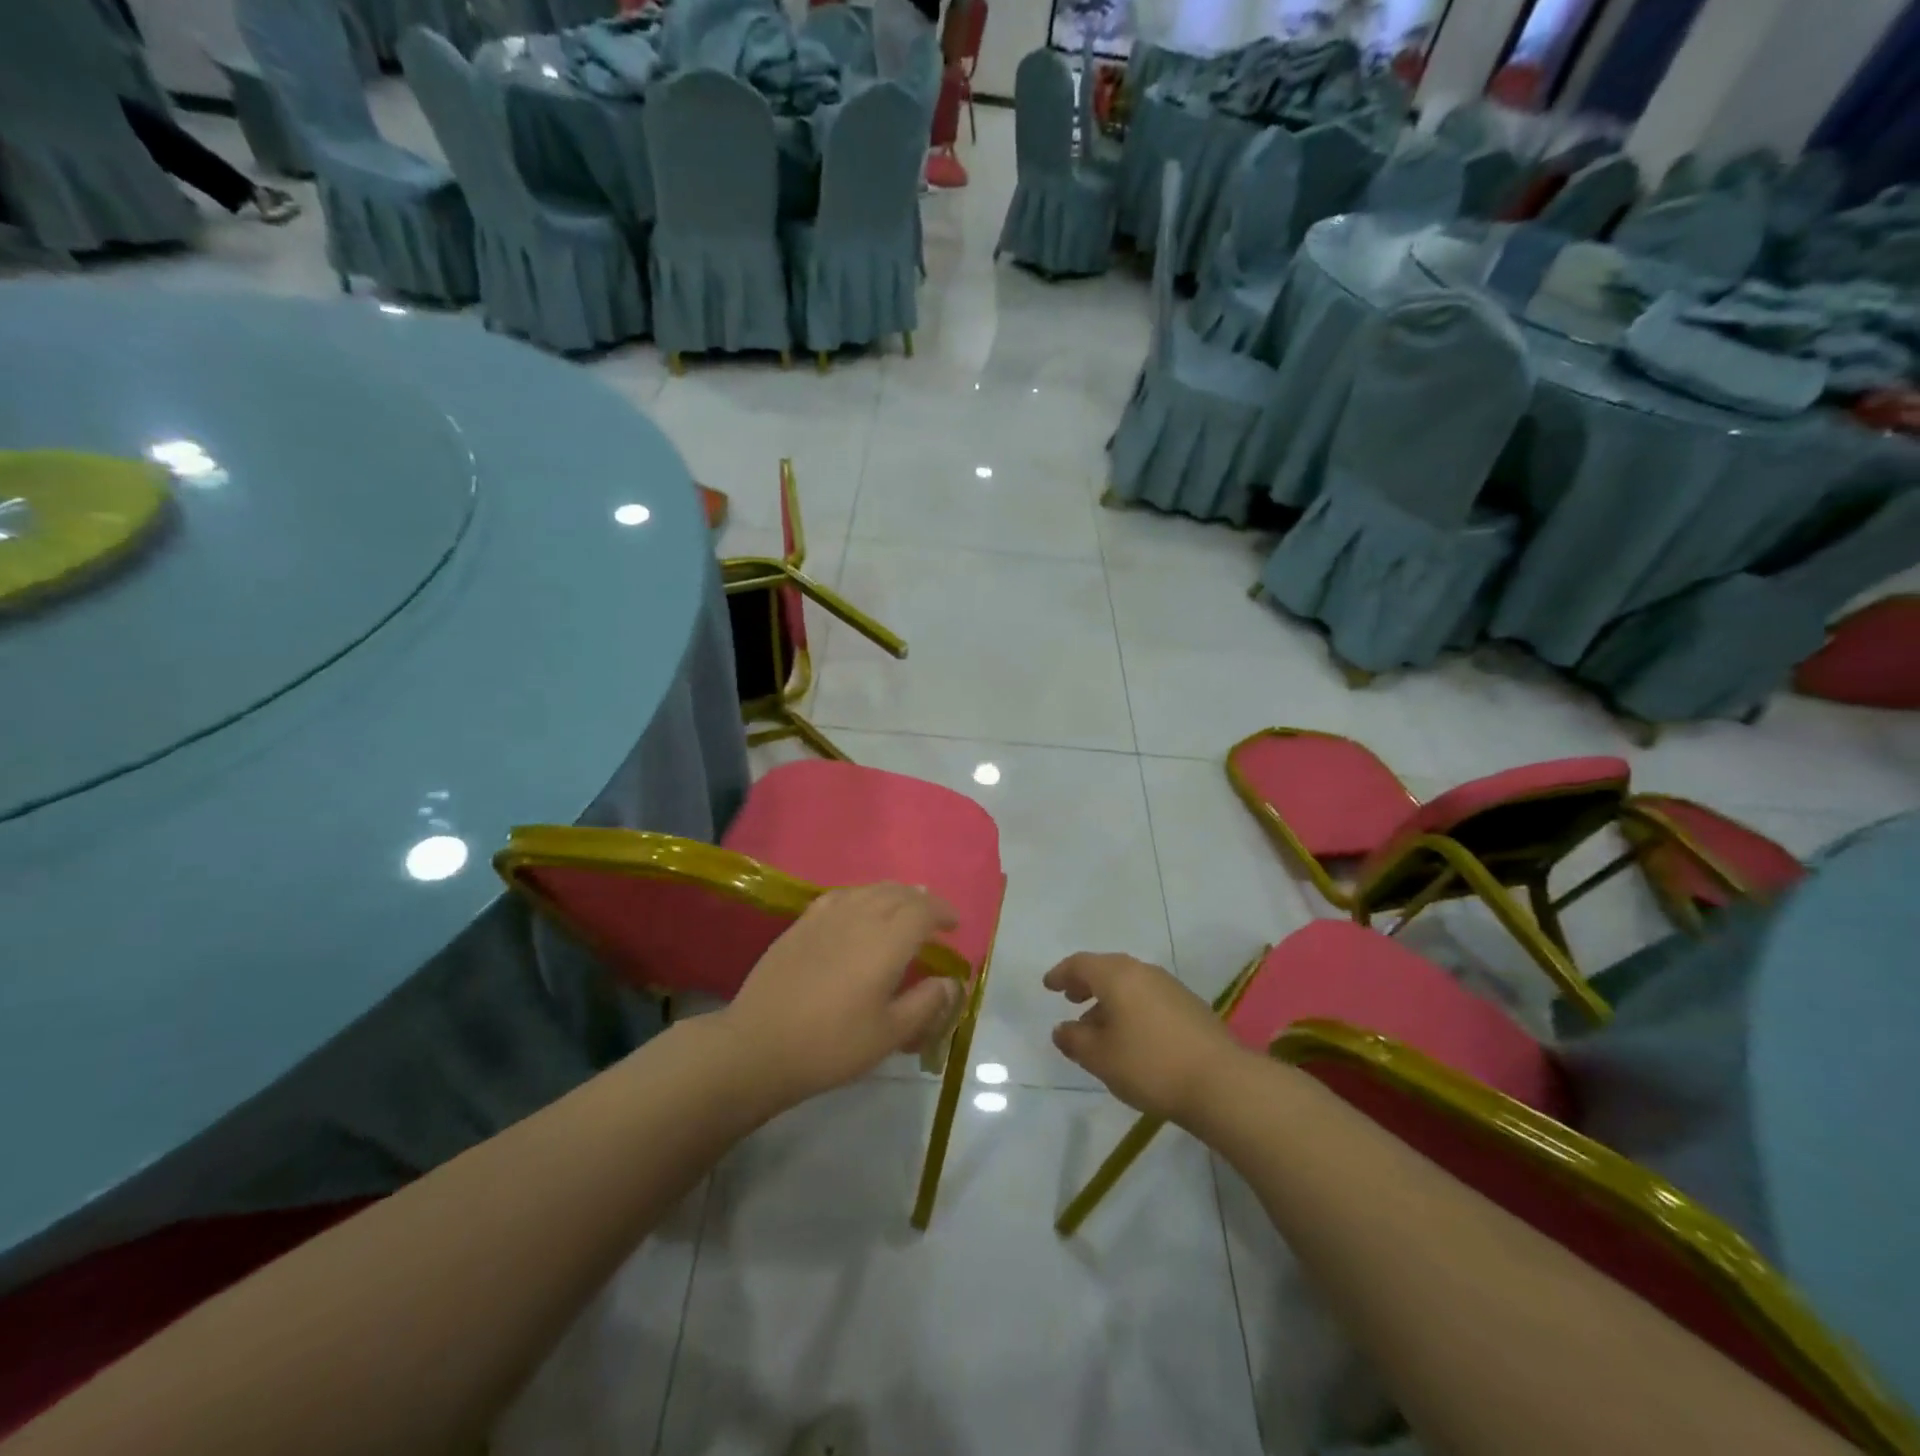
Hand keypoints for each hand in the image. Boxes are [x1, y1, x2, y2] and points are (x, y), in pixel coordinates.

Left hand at [719, 883, 962, 1110]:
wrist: (759, 1046)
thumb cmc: (831, 1045)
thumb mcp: (889, 1034)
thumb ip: (926, 1004)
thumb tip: (950, 981)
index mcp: (886, 941)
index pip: (923, 910)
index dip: (943, 912)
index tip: (954, 925)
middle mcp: (859, 916)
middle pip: (898, 893)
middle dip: (921, 901)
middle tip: (933, 918)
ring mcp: (826, 916)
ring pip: (869, 890)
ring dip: (893, 894)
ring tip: (902, 908)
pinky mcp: (801, 923)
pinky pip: (841, 895)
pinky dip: (862, 896)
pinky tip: (858, 909)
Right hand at [1045, 953, 1246, 1124]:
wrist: (1221, 1082)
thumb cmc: (1150, 1065)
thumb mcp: (1100, 1058)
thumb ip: (1075, 1040)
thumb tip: (1062, 1029)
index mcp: (1117, 976)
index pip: (1081, 964)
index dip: (1061, 973)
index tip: (1049, 985)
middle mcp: (1144, 972)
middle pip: (1107, 969)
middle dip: (1086, 983)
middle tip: (1070, 998)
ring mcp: (1170, 987)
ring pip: (1130, 984)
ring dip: (1109, 998)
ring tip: (1097, 1025)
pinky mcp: (1190, 1006)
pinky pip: (1148, 997)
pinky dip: (1131, 1008)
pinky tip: (1131, 1036)